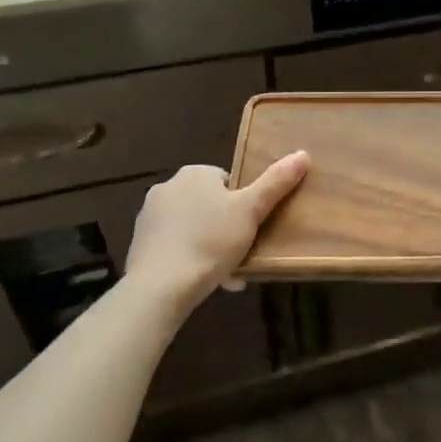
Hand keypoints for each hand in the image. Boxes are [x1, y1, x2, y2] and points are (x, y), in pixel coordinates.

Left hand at [122, 152, 308, 318]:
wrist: (160, 287)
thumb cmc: (210, 241)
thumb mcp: (251, 210)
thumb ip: (276, 182)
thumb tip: (302, 154)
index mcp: (194, 174)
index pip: (227, 181)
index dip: (243, 203)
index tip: (252, 226)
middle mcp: (167, 187)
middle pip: (209, 204)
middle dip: (225, 226)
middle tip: (242, 250)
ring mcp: (149, 217)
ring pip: (192, 227)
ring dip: (209, 244)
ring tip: (226, 272)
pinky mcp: (139, 245)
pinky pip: (174, 246)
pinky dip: (189, 259)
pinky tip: (203, 280)